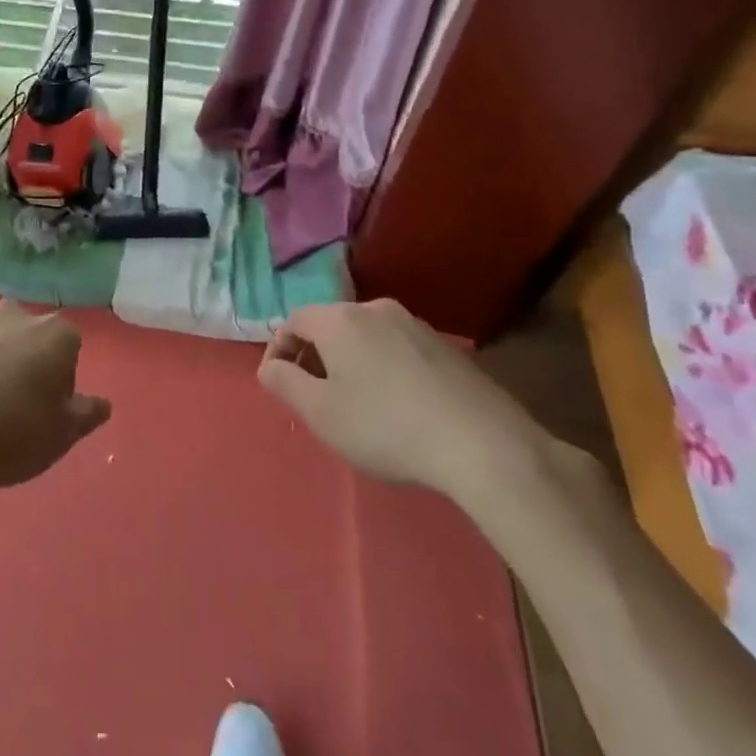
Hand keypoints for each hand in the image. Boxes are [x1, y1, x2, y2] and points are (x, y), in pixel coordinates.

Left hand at [0, 299, 109, 493]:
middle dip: (21, 364)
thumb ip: (86, 415)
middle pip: (25, 337)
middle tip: (6, 409)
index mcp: (52, 333)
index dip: (59, 380)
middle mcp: (10, 312)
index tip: (43, 410)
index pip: (68, 347)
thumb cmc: (2, 435)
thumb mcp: (58, 438)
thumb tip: (101, 403)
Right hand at [259, 300, 546, 500]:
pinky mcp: (448, 347)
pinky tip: (396, 406)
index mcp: (340, 318)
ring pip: (365, 336)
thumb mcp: (320, 412)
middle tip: (314, 397)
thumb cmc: (386, 426)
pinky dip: (382, 368)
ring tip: (354, 403)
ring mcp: (417, 325)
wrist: (485, 446)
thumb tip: (271, 365)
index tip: (280, 385)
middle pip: (330, 325)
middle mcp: (376, 309)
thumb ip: (283, 382)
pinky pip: (397, 349)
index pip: (293, 320)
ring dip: (349, 362)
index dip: (278, 350)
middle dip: (314, 356)